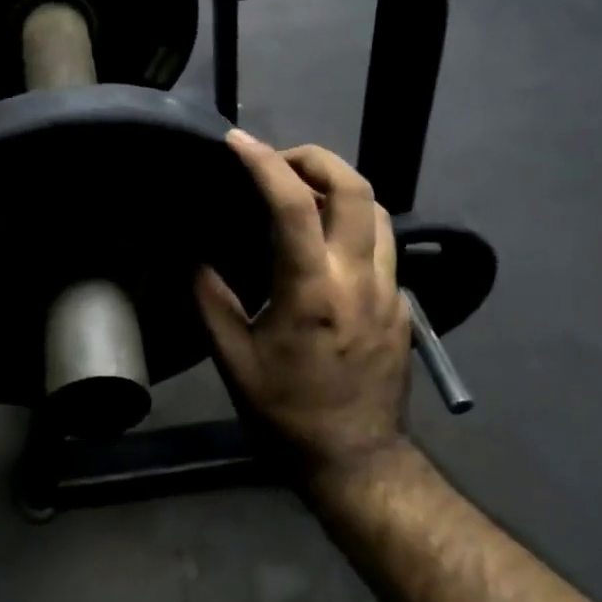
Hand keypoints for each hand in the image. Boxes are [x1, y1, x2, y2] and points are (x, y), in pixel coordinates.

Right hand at [196, 132, 408, 483]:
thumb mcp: (234, 361)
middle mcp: (359, 278)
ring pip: (379, 212)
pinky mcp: (402, 307)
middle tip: (279, 161)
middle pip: (356, 188)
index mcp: (312, 289)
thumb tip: (199, 259)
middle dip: (317, 158)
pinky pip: (382, 247)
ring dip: (341, 188)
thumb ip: (212, 301)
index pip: (293, 204)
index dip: (263, 163)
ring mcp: (389, 291)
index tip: (238, 142)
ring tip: (304, 195)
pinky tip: (327, 248)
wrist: (355, 459)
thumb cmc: (287, 413)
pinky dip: (353, 227)